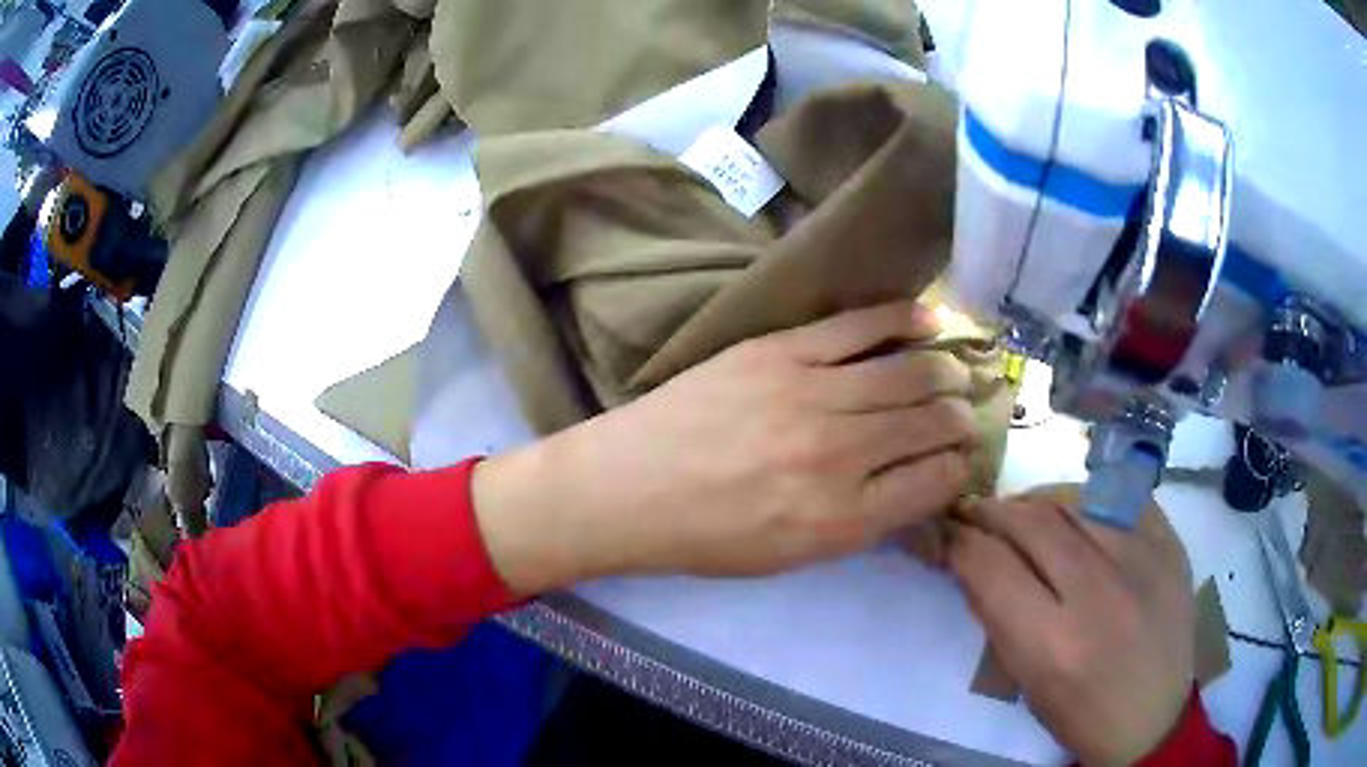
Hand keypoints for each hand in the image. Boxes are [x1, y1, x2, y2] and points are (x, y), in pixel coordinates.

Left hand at [473, 301, 979, 592]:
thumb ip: (862, 520)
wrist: (626, 488)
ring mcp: (811, 395)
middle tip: (968, 409)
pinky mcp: (781, 351)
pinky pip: (860, 325)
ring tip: (956, 370)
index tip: (963, 455)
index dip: (959, 465)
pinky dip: (904, 318)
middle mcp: (841, 455)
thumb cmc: (706, 537)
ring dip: (945, 371)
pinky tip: (930, 317)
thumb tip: (917, 479)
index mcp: (844, 519)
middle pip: (931, 422)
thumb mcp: (793, 556)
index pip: (935, 481)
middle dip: (961, 415)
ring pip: (909, 372)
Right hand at [948, 487, 1194, 765]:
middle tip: (977, 511)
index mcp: (1053, 644)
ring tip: (1024, 511)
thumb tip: (970, 559)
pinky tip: (1077, 512)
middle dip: (994, 512)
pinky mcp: (1170, 545)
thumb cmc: (1079, 712)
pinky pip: (1121, 497)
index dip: (961, 542)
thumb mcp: (1025, 681)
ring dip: (1038, 502)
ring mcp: (1143, 561)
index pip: (991, 567)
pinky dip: (1090, 499)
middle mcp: (1099, 593)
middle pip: (1033, 523)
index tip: (949, 533)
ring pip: (1076, 501)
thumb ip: (996, 617)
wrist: (1153, 717)